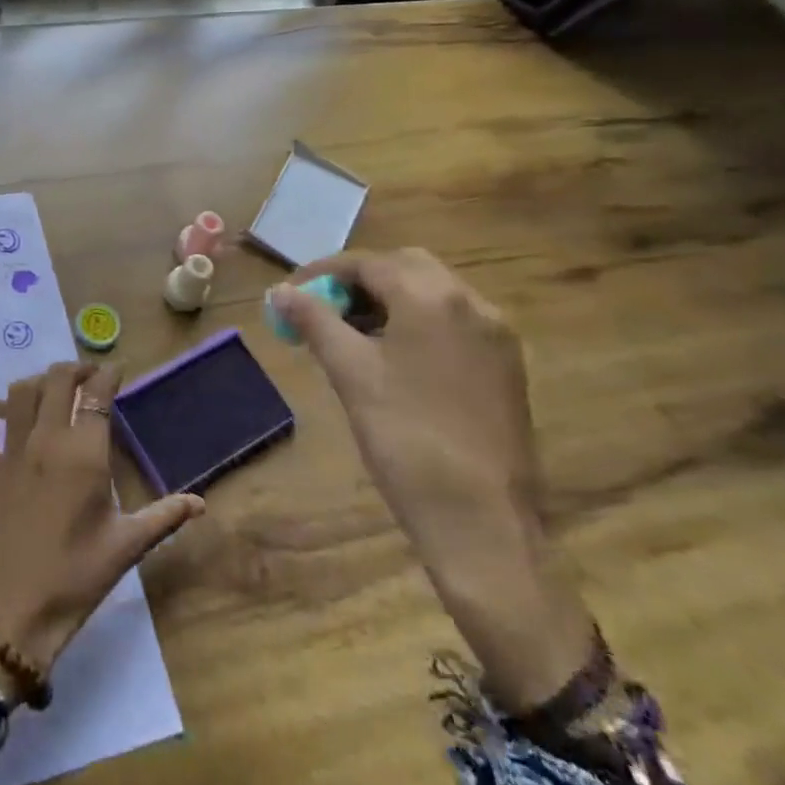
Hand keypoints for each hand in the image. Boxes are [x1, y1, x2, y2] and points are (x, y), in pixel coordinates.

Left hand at [0, 361, 203, 702]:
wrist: (9, 615)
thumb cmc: (74, 580)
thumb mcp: (125, 548)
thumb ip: (164, 517)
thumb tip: (201, 502)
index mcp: (84, 455)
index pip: (97, 395)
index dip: (107, 375)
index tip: (116, 371)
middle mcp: (46, 441)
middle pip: (57, 380)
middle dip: (75, 369)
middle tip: (88, 378)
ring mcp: (10, 452)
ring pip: (19, 392)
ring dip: (37, 381)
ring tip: (51, 390)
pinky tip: (0, 413)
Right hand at [271, 249, 593, 710]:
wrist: (482, 521)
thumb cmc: (406, 439)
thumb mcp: (351, 374)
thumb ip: (315, 321)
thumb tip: (280, 291)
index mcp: (433, 298)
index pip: (369, 263)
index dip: (323, 273)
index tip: (290, 293)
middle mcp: (472, 303)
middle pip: (405, 267)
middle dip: (358, 280)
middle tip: (321, 308)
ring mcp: (495, 335)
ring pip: (432, 293)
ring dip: (388, 299)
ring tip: (348, 332)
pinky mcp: (505, 365)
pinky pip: (453, 321)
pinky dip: (416, 321)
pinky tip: (390, 355)